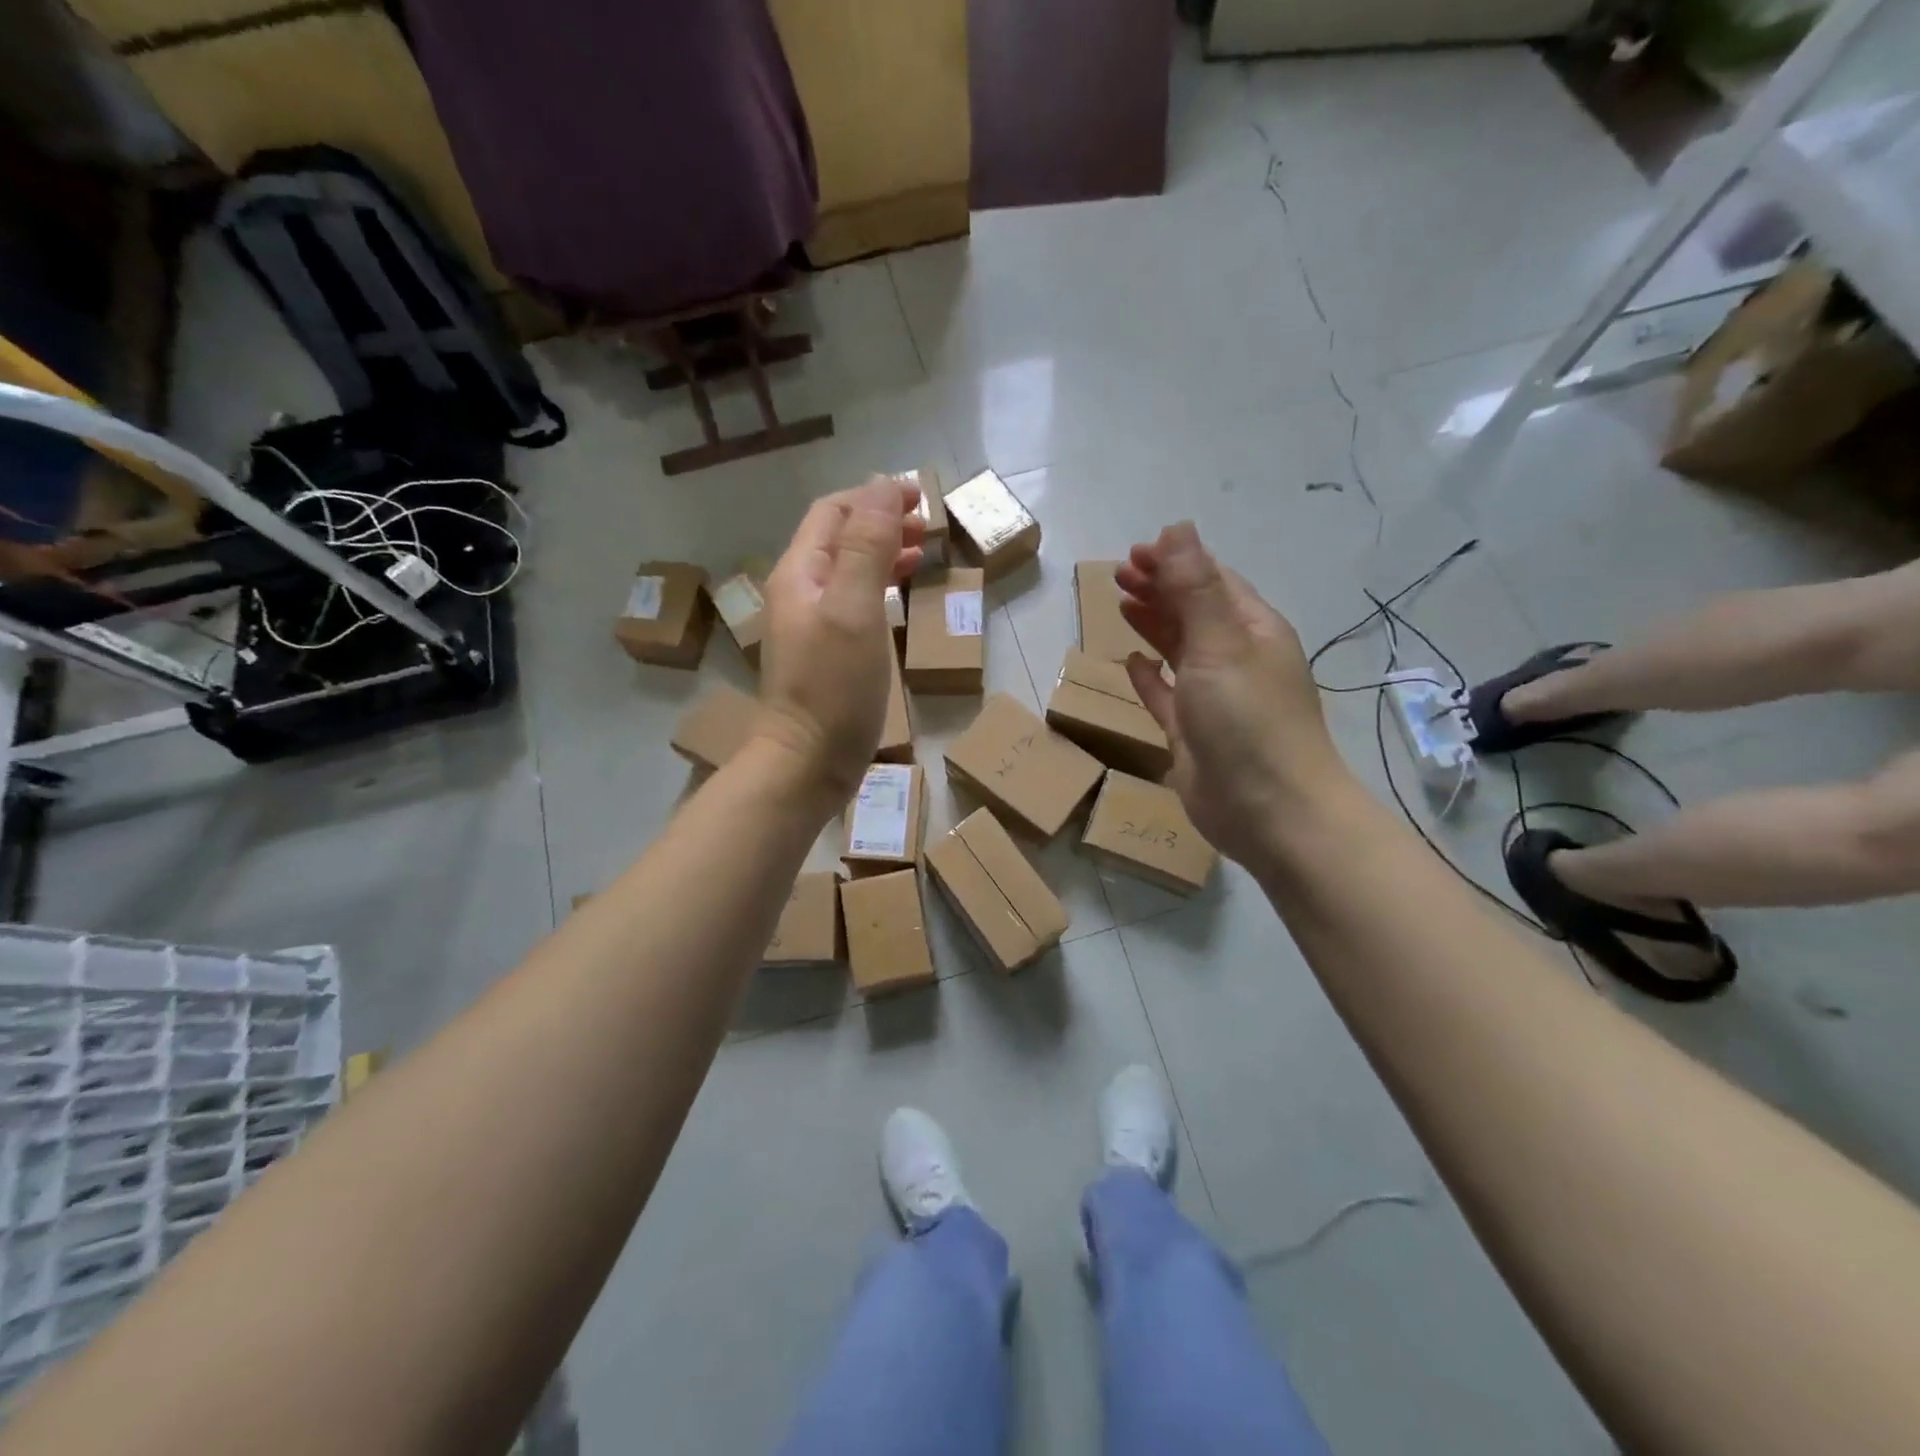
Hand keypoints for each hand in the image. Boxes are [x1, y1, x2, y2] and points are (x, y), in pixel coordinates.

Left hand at [755, 476, 924, 805]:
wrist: (807, 763)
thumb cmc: (833, 686)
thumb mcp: (854, 608)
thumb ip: (866, 546)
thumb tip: (882, 486)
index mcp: (800, 572)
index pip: (834, 511)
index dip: (875, 496)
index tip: (921, 497)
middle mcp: (799, 591)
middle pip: (839, 538)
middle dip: (881, 522)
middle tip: (928, 526)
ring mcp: (810, 624)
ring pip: (847, 570)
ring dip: (883, 553)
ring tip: (922, 553)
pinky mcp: (825, 653)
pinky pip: (853, 602)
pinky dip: (879, 587)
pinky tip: (900, 598)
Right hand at [1116, 522, 1352, 865]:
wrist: (1269, 812)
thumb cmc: (1248, 720)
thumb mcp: (1220, 644)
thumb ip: (1194, 587)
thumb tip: (1178, 527)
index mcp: (1252, 631)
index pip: (1213, 581)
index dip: (1176, 561)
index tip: (1135, 551)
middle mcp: (1236, 659)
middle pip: (1194, 611)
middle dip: (1159, 588)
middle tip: (1118, 574)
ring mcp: (1214, 699)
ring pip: (1180, 650)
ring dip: (1153, 625)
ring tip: (1121, 603)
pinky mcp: (1192, 734)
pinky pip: (1167, 695)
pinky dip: (1151, 676)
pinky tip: (1131, 663)